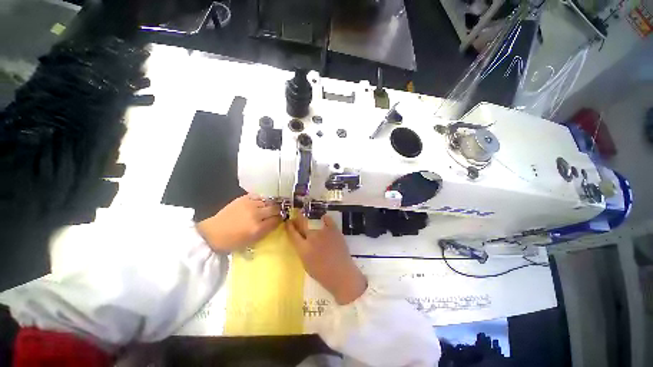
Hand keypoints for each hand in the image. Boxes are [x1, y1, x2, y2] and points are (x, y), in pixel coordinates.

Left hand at [197, 194, 281, 251]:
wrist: (212, 233)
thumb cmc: (233, 241)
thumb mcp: (252, 241)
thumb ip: (266, 230)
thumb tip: (276, 222)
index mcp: (258, 228)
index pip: (277, 220)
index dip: (281, 219)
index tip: (281, 219)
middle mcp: (256, 214)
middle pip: (275, 208)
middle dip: (278, 211)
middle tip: (277, 213)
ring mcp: (250, 204)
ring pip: (268, 201)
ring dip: (271, 204)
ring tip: (270, 207)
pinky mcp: (244, 198)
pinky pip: (259, 196)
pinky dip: (262, 199)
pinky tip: (262, 203)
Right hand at [286, 215, 366, 304]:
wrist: (342, 274)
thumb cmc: (322, 274)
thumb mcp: (306, 264)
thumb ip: (302, 250)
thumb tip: (301, 241)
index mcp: (303, 248)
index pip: (293, 234)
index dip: (289, 226)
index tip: (288, 221)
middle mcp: (311, 237)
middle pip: (302, 223)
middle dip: (298, 217)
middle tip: (297, 213)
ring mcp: (323, 232)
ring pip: (314, 222)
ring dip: (311, 220)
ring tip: (311, 218)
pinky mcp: (334, 230)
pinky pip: (328, 220)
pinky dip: (325, 219)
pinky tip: (324, 218)